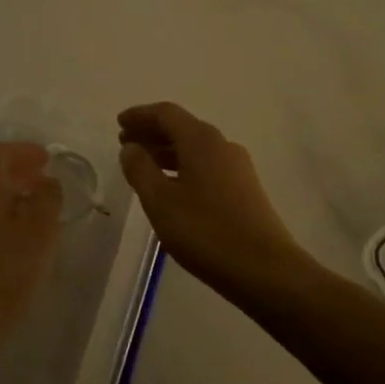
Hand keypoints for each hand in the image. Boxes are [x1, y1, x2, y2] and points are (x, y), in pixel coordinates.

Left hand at [0, 141, 63, 338]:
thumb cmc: (3, 274)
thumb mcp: (39, 234)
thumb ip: (47, 201)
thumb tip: (48, 181)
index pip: (2, 154)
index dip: (26, 151)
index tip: (47, 159)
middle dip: (20, 173)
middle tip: (45, 181)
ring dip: (11, 198)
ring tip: (37, 213)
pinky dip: (2, 219)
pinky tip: (18, 242)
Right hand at [117, 103, 314, 297]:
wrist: (265, 270)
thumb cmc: (205, 231)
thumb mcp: (160, 201)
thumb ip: (140, 169)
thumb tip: (131, 148)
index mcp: (201, 140)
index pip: (166, 113)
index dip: (140, 115)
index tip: (119, 123)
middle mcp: (222, 145)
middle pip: (182, 127)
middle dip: (151, 132)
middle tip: (125, 143)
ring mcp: (237, 167)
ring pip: (195, 148)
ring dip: (166, 151)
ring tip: (143, 165)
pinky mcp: (245, 189)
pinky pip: (206, 165)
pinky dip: (183, 166)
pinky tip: (171, 187)